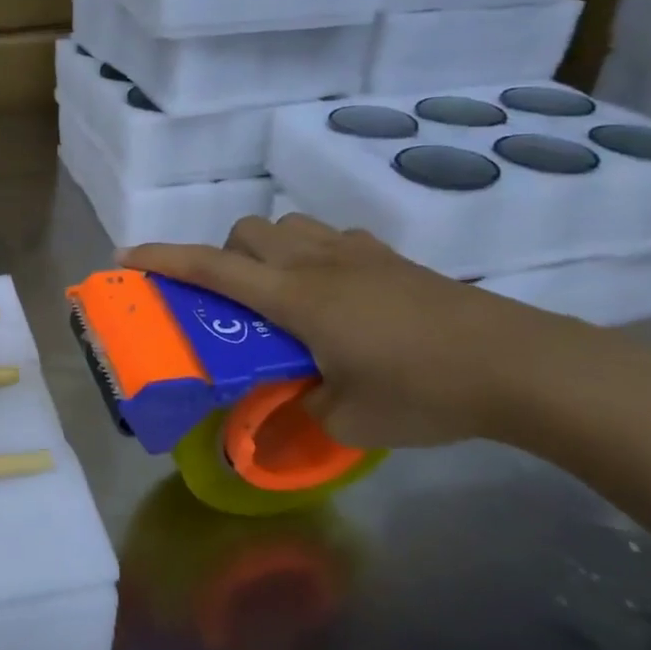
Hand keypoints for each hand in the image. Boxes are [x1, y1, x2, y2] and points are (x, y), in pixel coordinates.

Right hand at [123, 215, 577, 449]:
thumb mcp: (350, 420)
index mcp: (296, 297)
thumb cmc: (425, 392)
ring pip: (290, 224)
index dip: (166, 259)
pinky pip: (333, 237)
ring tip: (284, 295)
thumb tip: (279, 425)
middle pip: (248, 230)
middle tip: (237, 302)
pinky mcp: (392, 258)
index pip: (213, 268)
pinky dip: (315, 252)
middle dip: (226, 255)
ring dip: (270, 249)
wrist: (521, 365)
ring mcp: (358, 253)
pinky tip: (338, 294)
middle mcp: (318, 262)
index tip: (129, 255)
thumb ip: (302, 418)